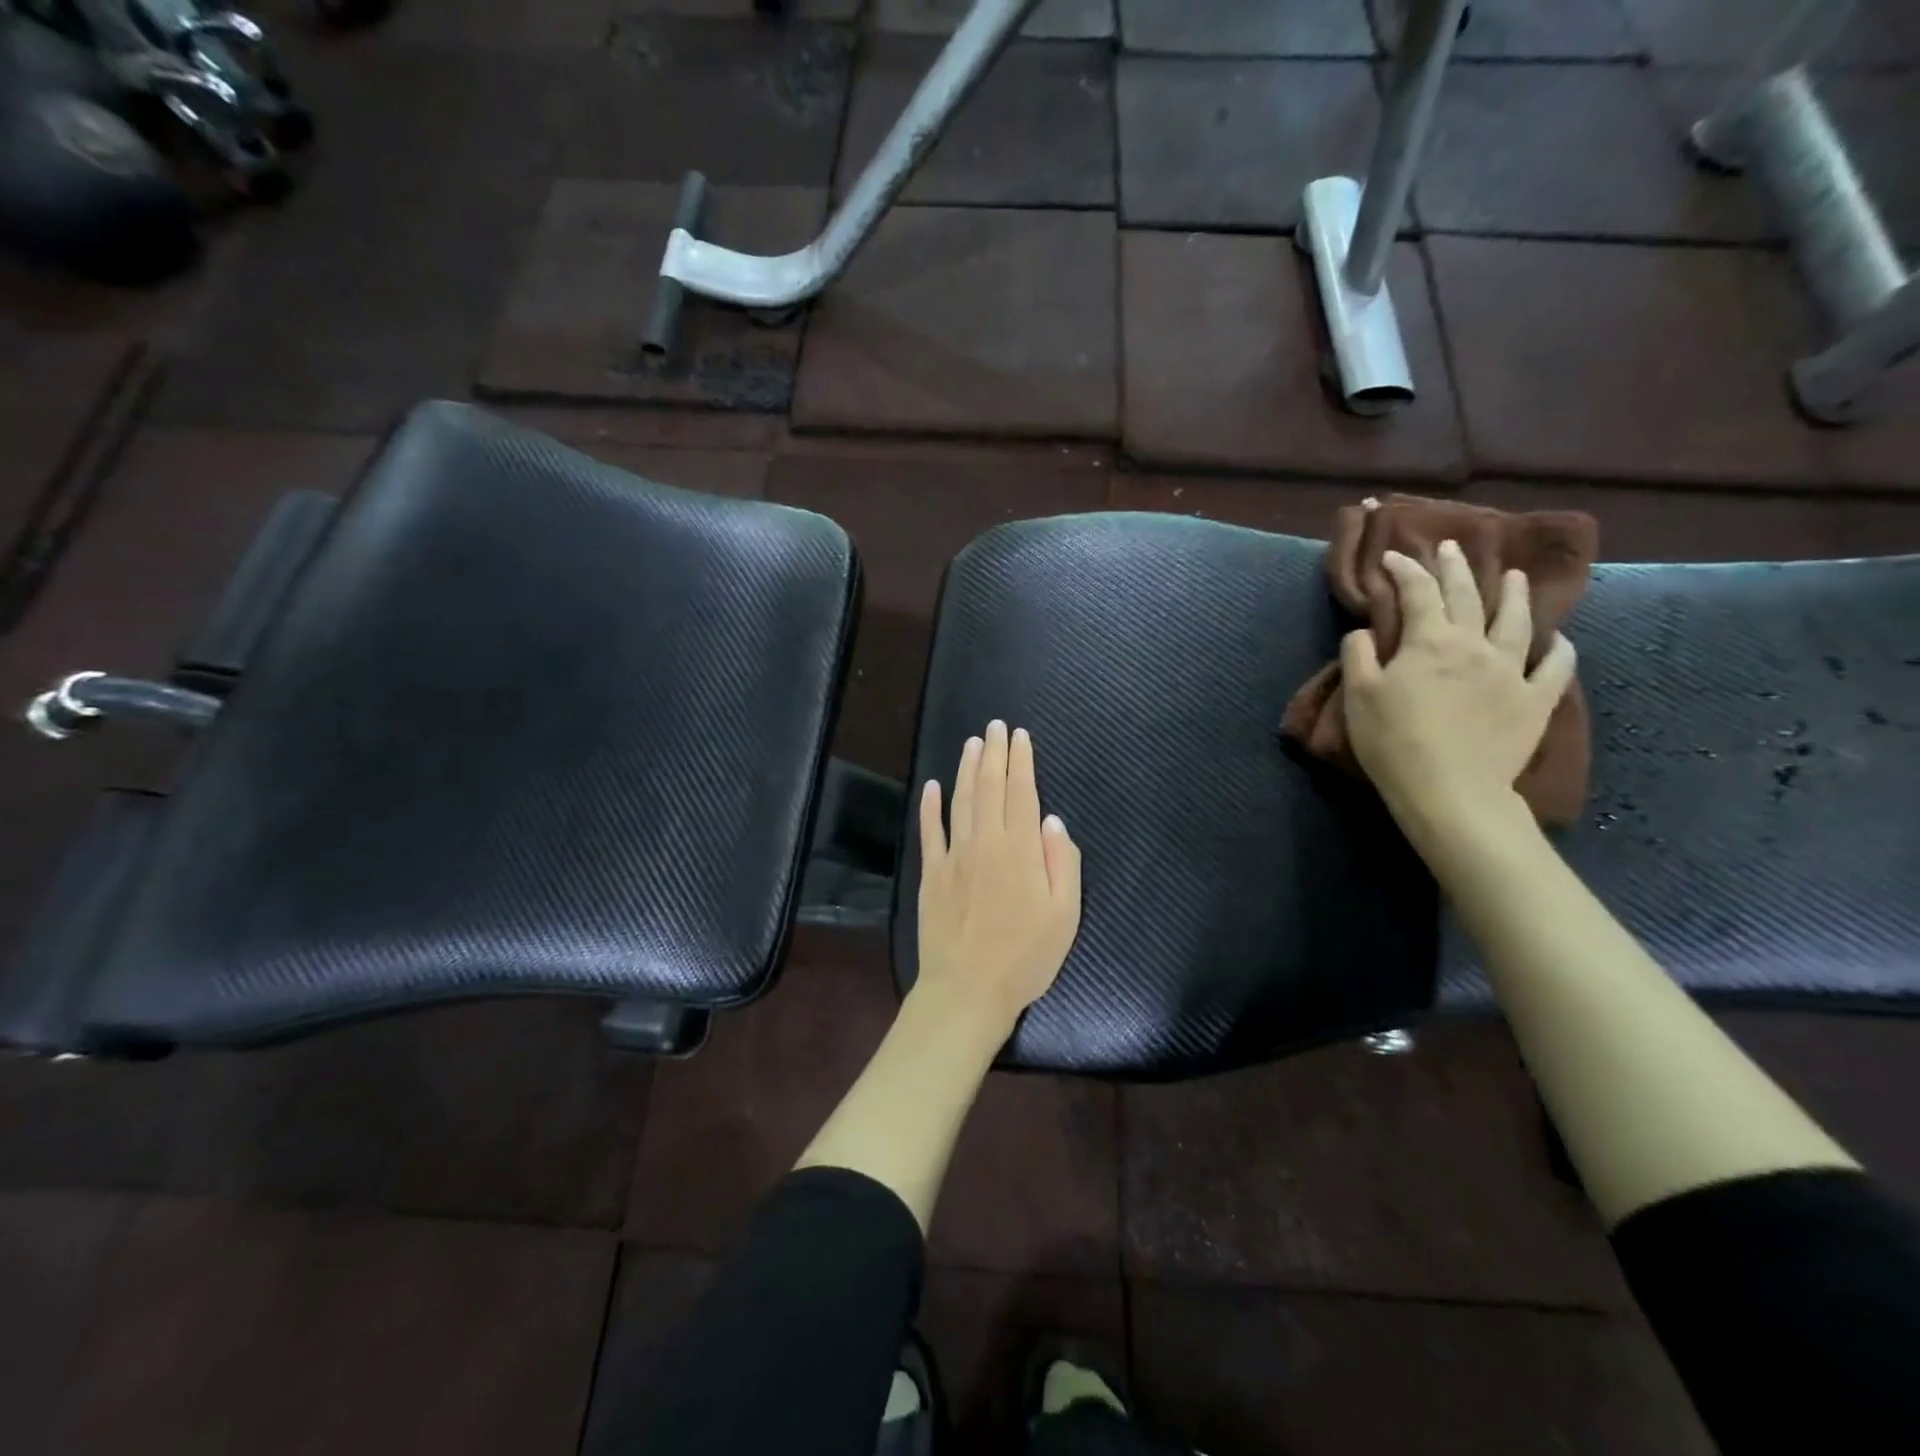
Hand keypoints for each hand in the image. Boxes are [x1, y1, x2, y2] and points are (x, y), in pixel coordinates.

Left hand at [915, 719, 1082, 1036]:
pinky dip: (930, 806)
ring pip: (960, 800)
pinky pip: (930, 831)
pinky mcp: (931, 873)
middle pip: (989, 787)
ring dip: (966, 768)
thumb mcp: (1065, 915)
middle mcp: (986, 842)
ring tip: (972, 743)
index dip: (1021, 762)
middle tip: (996, 726)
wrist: (968, 988)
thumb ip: (1063, 862)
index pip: (1022, 793)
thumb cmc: (1025, 956)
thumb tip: (1053, 821)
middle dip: (994, 753)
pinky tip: (932, 786)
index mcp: (1021, 850)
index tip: (1020, 736)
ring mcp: (954, 855)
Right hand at [1342, 540, 1576, 833]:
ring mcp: (1511, 670)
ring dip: (1514, 594)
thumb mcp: (1359, 695)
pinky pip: (1555, 666)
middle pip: (1467, 596)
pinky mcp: (1535, 700)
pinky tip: (1557, 639)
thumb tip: (1365, 631)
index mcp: (1429, 641)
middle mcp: (1474, 644)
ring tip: (1514, 575)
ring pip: (1517, 621)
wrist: (1449, 789)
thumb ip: (1359, 655)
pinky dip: (1558, 648)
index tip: (1392, 557)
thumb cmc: (1393, 741)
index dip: (1403, 569)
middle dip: (1456, 568)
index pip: (1416, 592)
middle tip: (1452, 548)